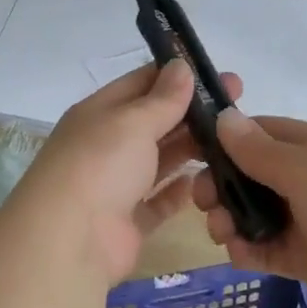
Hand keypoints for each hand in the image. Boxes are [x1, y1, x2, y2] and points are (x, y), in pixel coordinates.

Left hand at [17, 61, 239, 282]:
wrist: (69, 241)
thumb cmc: (100, 165)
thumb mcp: (133, 121)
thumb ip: (163, 98)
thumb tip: (182, 66)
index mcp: (100, 112)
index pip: (141, 83)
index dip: (178, 76)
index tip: (218, 75)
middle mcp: (106, 145)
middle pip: (154, 121)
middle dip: (192, 112)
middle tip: (237, 105)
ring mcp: (116, 185)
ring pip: (159, 160)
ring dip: (190, 149)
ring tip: (232, 141)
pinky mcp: (128, 222)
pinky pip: (158, 201)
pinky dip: (178, 191)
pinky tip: (204, 181)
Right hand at [196, 111, 306, 307]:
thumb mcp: (304, 168)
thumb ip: (259, 150)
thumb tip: (223, 117)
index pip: (258, 133)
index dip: (225, 141)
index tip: (192, 155)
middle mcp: (306, 177)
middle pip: (250, 175)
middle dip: (222, 186)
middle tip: (203, 202)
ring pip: (255, 213)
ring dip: (231, 220)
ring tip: (222, 233)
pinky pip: (268, 248)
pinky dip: (249, 251)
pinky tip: (239, 255)